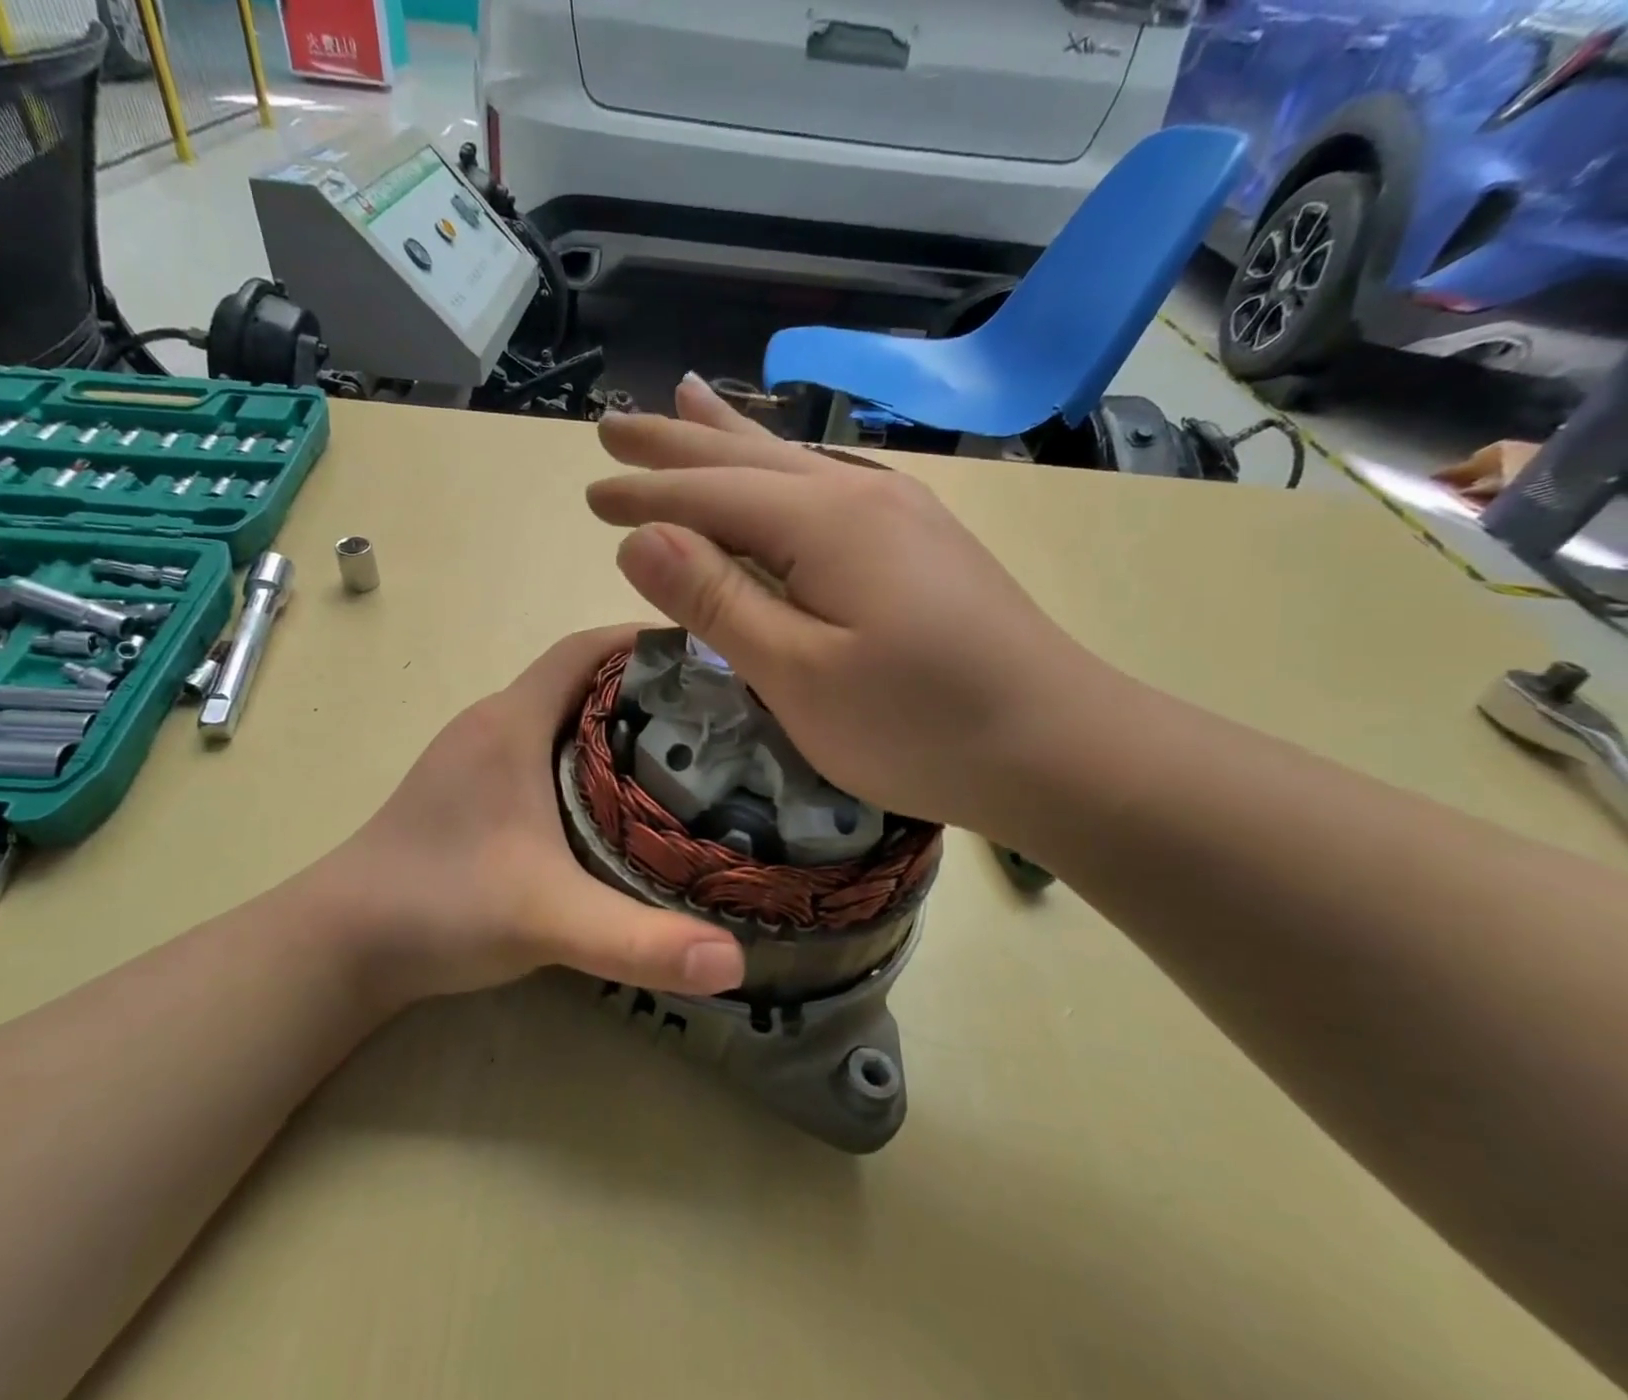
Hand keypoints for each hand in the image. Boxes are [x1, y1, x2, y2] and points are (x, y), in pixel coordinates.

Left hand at [299, 626, 745, 1010]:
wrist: (339, 944)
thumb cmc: (440, 907)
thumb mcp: (549, 920)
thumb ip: (639, 940)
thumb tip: (736, 962)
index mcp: (511, 722)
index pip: (584, 649)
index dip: (643, 641)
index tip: (707, 656)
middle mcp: (493, 724)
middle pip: (580, 678)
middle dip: (645, 684)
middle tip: (714, 714)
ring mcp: (476, 757)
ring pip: (560, 715)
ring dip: (615, 721)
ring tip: (682, 753)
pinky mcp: (471, 790)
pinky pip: (542, 748)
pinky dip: (586, 754)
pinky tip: (618, 798)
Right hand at [589, 375, 1123, 830]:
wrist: (1060, 748)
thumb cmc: (918, 725)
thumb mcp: (799, 675)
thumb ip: (718, 601)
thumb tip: (641, 539)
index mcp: (824, 521)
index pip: (709, 495)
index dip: (644, 494)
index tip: (589, 492)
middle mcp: (860, 496)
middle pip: (747, 459)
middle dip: (676, 443)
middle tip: (615, 422)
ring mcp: (899, 517)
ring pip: (792, 465)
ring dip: (730, 439)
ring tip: (686, 401)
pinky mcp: (920, 548)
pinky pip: (827, 490)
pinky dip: (781, 473)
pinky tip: (781, 470)